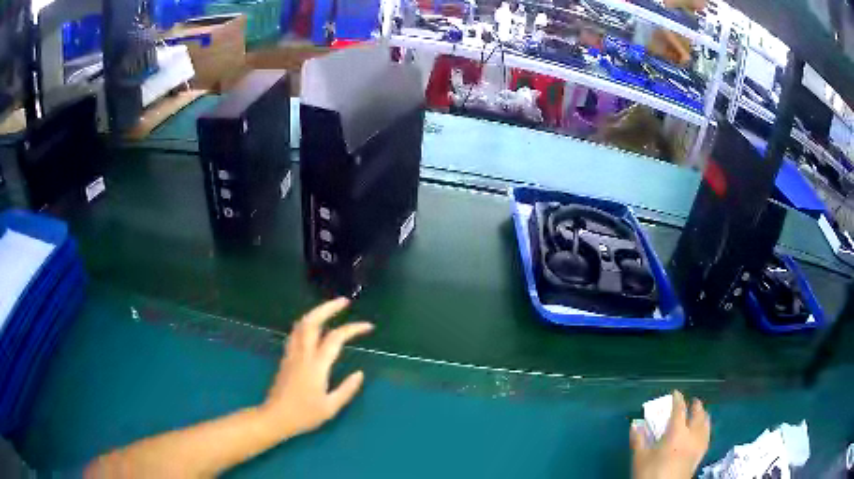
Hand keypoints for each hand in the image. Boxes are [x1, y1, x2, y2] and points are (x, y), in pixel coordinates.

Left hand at [261, 298, 373, 438]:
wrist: (276, 417)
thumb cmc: (304, 415)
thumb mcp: (331, 407)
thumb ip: (347, 389)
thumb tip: (359, 373)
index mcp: (316, 365)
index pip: (335, 338)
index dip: (353, 328)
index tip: (368, 326)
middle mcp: (302, 354)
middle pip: (312, 321)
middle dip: (328, 307)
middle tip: (344, 301)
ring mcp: (291, 354)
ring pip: (301, 324)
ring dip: (316, 312)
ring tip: (330, 310)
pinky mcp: (285, 358)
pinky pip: (295, 333)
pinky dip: (307, 323)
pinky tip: (313, 327)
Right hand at [630, 390, 710, 478]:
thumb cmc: (650, 473)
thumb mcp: (640, 457)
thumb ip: (638, 440)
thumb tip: (635, 425)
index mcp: (677, 432)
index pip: (680, 410)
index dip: (678, 399)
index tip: (675, 393)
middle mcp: (691, 435)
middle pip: (698, 415)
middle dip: (695, 406)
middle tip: (692, 401)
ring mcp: (698, 445)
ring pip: (706, 424)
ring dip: (704, 416)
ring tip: (701, 413)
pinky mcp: (700, 455)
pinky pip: (707, 436)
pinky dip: (706, 429)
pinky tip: (704, 432)